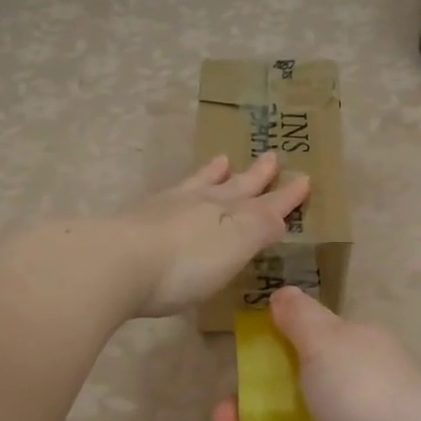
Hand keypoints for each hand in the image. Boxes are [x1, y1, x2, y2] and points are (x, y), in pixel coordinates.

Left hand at [114, 153, 310, 318]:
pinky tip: (175, 193)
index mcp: (229, 213)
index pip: (266, 204)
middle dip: (254, 176)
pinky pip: (170, 195)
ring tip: (222, 160)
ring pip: (198, 184)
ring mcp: (166, 208)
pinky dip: (182, 189)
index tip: (304, 179)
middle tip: (270, 156)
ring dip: (213, 174)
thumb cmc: (184, 264)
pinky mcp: (138, 220)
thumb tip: (280, 215)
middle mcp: (201, 204)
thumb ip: (259, 228)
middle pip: (234, 186)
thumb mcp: (234, 247)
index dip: (285, 196)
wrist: (117, 262)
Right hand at [209, 286, 420, 420]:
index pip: (307, 343)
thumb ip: (300, 317)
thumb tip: (283, 293)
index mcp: (354, 350)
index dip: (269, 353)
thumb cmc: (363, 392)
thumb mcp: (326, 341)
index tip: (239, 367)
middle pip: (291, 392)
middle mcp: (357, 389)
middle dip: (248, 404)